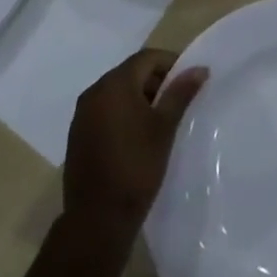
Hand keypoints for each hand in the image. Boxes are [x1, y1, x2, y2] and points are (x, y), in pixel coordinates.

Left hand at [62, 49, 206, 248]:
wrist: (97, 218)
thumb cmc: (136, 167)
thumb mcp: (164, 128)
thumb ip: (180, 93)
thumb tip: (199, 69)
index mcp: (115, 84)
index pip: (147, 58)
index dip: (170, 64)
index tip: (188, 82)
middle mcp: (94, 91)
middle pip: (130, 72)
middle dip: (155, 81)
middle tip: (177, 102)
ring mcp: (82, 113)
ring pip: (117, 92)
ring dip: (139, 97)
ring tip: (160, 121)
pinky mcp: (77, 134)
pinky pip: (104, 110)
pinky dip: (122, 113)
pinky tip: (136, 136)